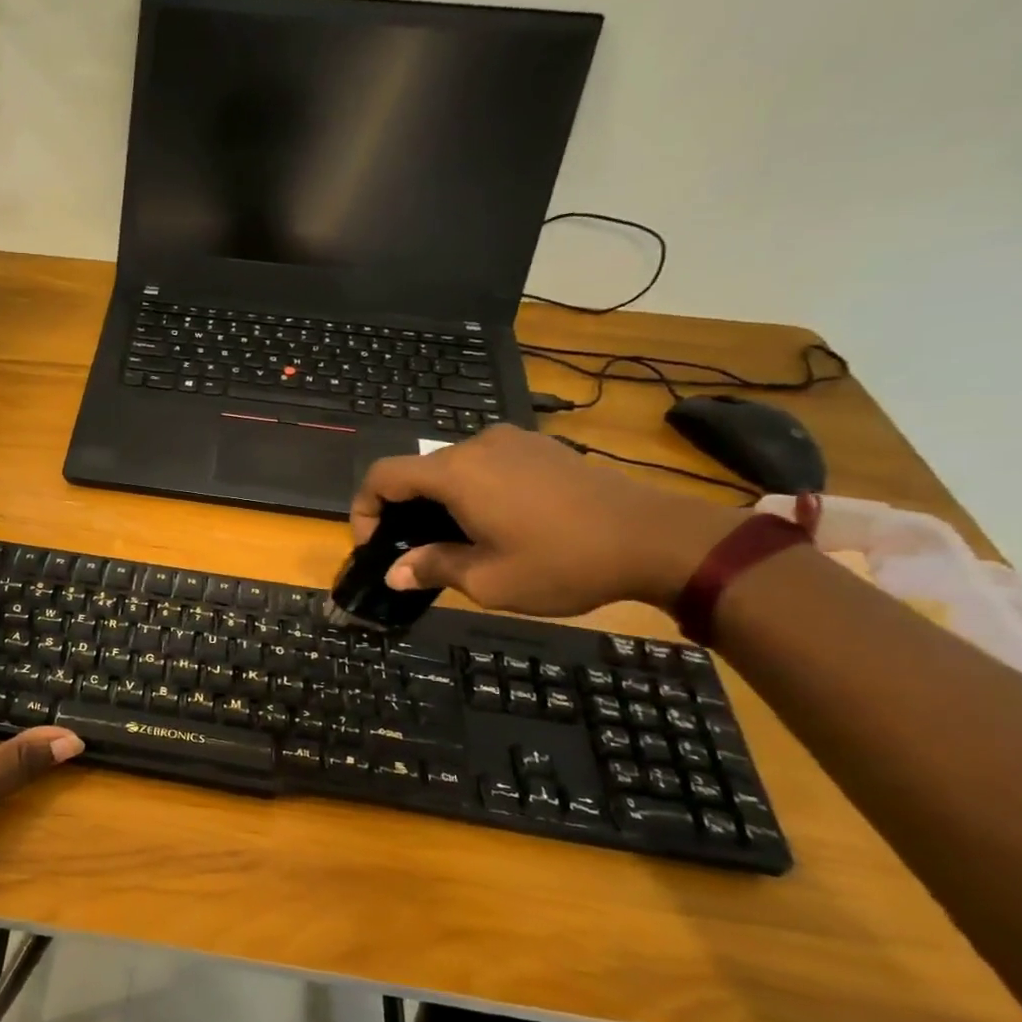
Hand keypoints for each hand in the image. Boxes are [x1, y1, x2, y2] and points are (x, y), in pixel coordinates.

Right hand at [351, 426, 749, 616]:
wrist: (657, 538)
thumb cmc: (563, 562)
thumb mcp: (489, 580)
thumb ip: (433, 568)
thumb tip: (395, 572)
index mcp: (456, 473)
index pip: (383, 476)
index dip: (364, 509)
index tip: (374, 546)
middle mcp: (477, 445)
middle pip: (417, 471)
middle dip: (403, 511)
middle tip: (413, 553)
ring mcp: (513, 441)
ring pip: (452, 468)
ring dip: (439, 502)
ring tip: (456, 541)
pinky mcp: (541, 447)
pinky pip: (486, 464)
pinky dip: (471, 490)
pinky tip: (496, 523)